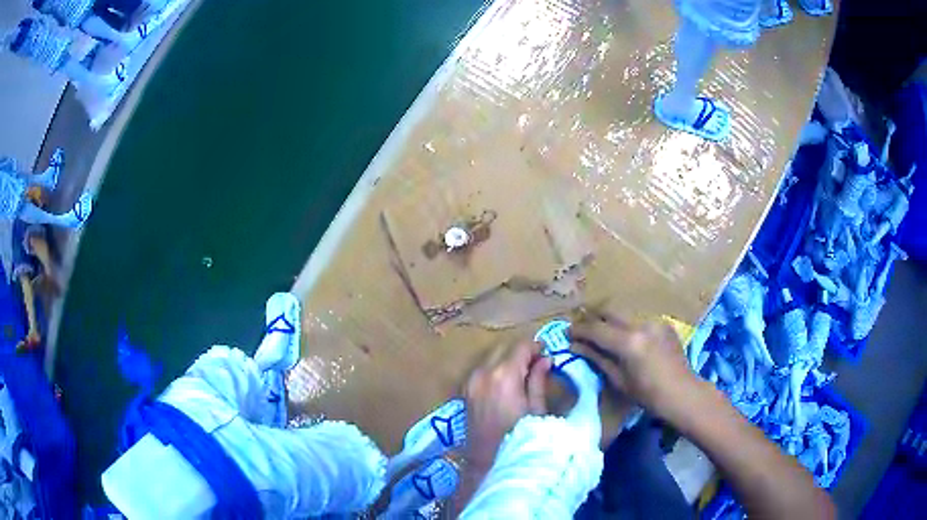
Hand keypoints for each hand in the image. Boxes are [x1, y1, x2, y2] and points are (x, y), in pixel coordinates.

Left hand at [463, 341, 551, 469]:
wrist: (487, 461)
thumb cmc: (519, 436)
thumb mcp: (536, 408)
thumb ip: (538, 380)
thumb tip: (545, 360)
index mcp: (503, 375)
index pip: (521, 346)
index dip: (537, 347)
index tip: (547, 354)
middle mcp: (483, 372)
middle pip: (504, 348)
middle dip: (521, 352)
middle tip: (537, 364)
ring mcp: (470, 381)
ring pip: (491, 357)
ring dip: (507, 360)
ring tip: (523, 375)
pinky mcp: (465, 391)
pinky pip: (481, 370)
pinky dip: (494, 370)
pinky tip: (506, 384)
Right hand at [570, 313, 707, 420]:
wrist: (682, 393)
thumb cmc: (648, 395)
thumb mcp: (619, 379)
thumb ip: (597, 358)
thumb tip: (575, 345)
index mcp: (629, 342)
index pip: (596, 328)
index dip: (579, 329)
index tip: (568, 333)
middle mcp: (641, 324)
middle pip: (610, 310)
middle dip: (593, 317)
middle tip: (583, 328)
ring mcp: (654, 321)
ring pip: (625, 314)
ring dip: (611, 321)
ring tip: (603, 333)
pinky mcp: (664, 323)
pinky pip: (640, 320)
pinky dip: (629, 326)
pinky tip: (628, 339)